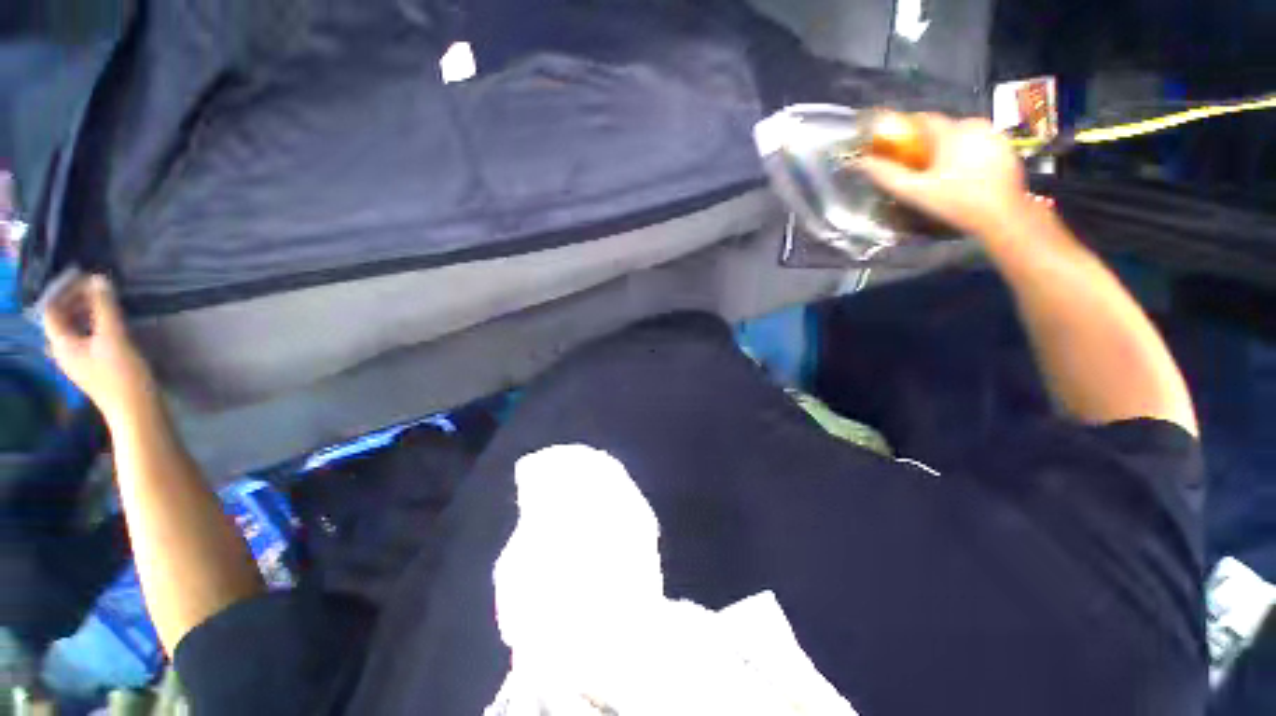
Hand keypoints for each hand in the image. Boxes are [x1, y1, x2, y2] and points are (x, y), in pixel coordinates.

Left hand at [44, 275, 157, 422]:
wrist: (136, 409)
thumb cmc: (121, 374)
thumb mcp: (114, 337)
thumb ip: (105, 307)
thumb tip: (99, 279)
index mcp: (61, 344)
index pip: (51, 309)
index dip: (64, 291)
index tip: (85, 278)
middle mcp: (63, 351)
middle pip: (61, 319)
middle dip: (75, 300)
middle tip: (97, 288)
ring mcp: (79, 360)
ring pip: (74, 328)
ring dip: (85, 312)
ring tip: (105, 302)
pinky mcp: (93, 365)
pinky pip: (85, 338)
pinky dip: (93, 325)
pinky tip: (109, 323)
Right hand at [857, 114, 1030, 238]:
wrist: (1003, 215)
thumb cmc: (956, 202)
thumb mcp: (914, 191)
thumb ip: (886, 175)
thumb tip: (861, 162)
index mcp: (952, 131)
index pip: (923, 120)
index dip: (906, 132)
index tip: (896, 148)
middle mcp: (975, 124)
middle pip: (942, 130)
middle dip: (928, 145)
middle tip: (919, 170)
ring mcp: (995, 135)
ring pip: (961, 137)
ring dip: (949, 151)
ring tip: (942, 176)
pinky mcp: (1006, 148)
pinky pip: (979, 145)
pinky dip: (968, 156)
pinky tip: (964, 177)